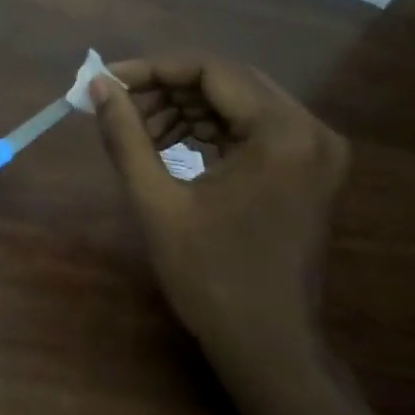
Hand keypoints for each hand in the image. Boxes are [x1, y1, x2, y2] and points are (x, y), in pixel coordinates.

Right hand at [91, 55, 348, 401]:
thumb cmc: (210, 277)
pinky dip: (210, 130)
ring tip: (139, 131)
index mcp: (282, 134)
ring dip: (186, 109)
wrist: (267, 345)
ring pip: (239, 103)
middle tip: (119, 107)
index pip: (212, 70)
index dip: (153, 69)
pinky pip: (253, 129)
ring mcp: (315, 150)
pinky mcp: (308, 169)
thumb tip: (98, 86)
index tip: (108, 80)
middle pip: (228, 82)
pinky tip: (170, 145)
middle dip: (168, 89)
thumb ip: (126, 137)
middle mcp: (310, 130)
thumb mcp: (156, 202)